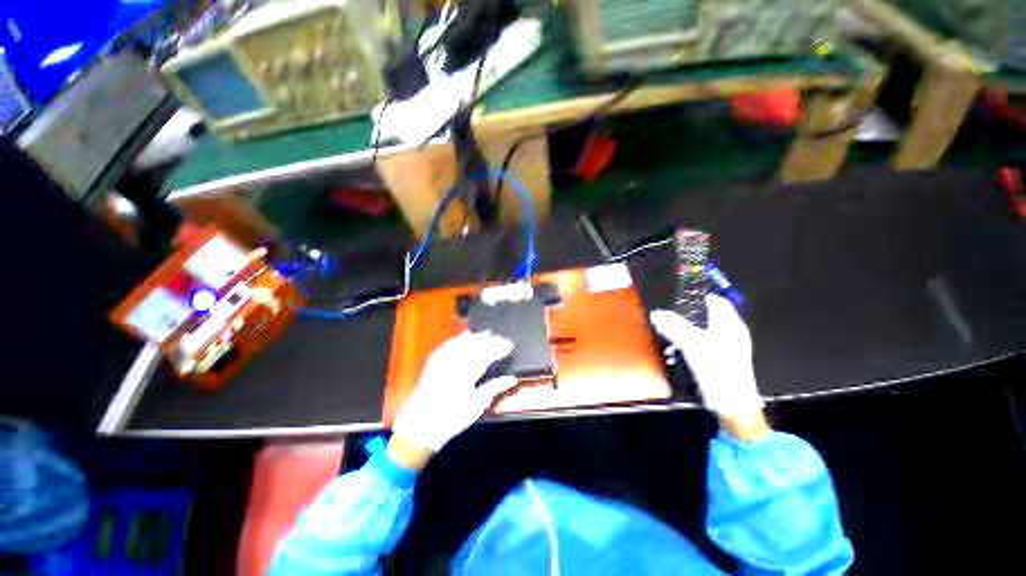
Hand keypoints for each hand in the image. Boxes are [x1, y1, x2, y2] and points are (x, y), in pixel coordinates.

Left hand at [391, 331, 516, 454]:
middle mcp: (455, 364)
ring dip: (475, 337)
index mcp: (468, 376)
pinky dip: (458, 339)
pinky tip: (465, 335)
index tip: (509, 345)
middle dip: (489, 341)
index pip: (487, 356)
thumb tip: (512, 378)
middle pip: (475, 348)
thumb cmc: (453, 418)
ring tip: (486, 333)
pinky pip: (448, 345)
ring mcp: (443, 361)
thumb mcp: (477, 406)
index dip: (499, 349)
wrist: (421, 425)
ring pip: (462, 344)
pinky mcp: (434, 362)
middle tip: (500, 337)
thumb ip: (494, 388)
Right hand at [650, 295, 763, 418]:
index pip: (716, 300)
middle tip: (670, 318)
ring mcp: (731, 347)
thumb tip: (657, 314)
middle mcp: (733, 332)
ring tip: (671, 335)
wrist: (733, 405)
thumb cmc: (717, 369)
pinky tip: (681, 351)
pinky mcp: (725, 360)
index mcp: (730, 324)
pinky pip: (706, 344)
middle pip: (709, 315)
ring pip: (706, 330)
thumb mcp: (691, 344)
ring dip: (688, 330)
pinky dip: (693, 343)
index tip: (678, 298)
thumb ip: (674, 326)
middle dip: (688, 315)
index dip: (698, 297)